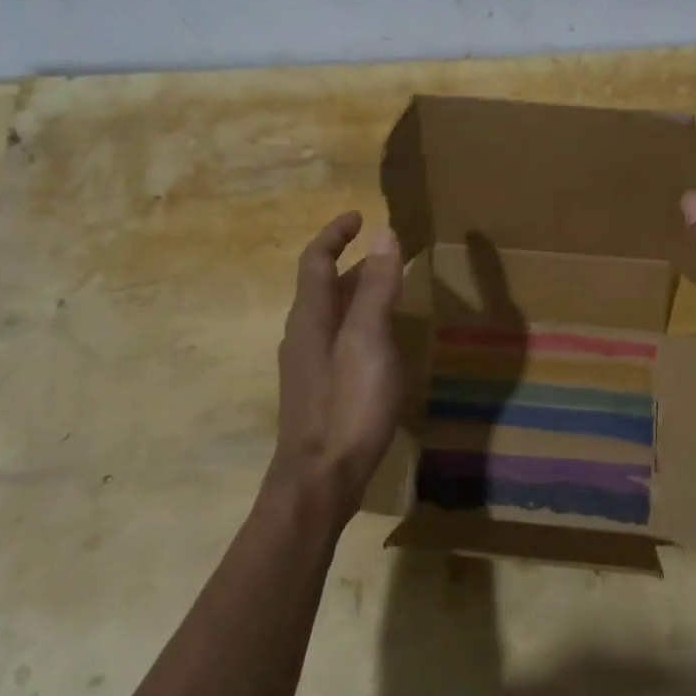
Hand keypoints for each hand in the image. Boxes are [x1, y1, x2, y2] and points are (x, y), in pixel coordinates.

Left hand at [268, 211, 405, 525]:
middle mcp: (302, 334)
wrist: (319, 479)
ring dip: (357, 292)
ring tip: (392, 290)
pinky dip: (359, 321)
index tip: (359, 216)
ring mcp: (307, 364)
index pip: (315, 260)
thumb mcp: (369, 339)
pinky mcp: (318, 388)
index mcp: (310, 316)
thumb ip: (377, 287)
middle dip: (353, 262)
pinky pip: (338, 338)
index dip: (334, 234)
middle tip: (390, 254)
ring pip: (331, 313)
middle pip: (323, 285)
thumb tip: (383, 233)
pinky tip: (382, 341)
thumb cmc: (347, 404)